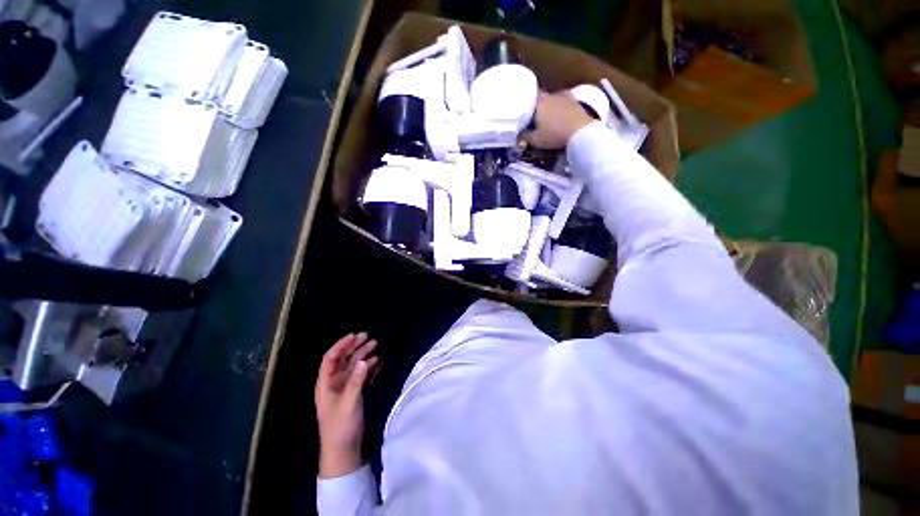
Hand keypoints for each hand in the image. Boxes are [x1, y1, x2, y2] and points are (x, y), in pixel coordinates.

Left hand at [315, 332, 379, 477]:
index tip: (355, 335)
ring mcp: (344, 388)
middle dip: (355, 347)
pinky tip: (378, 362)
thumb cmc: (341, 426)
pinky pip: (361, 376)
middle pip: (344, 360)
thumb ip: (356, 381)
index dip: (342, 345)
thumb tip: (364, 360)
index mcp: (325, 383)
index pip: (331, 358)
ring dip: (364, 356)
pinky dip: (369, 368)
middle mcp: (334, 383)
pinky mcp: (354, 394)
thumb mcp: (349, 402)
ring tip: (376, 346)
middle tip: (369, 337)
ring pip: (354, 366)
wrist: (343, 450)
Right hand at [524, 91, 595, 148]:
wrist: (580, 131)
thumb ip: (524, 137)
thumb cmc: (554, 135)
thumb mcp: (536, 140)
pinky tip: (559, 107)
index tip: (520, 109)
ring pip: (551, 97)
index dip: (523, 102)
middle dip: (535, 103)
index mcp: (538, 103)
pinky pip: (563, 98)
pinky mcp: (573, 100)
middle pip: (539, 96)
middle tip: (532, 114)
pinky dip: (560, 102)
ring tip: (545, 113)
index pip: (527, 96)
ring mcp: (562, 96)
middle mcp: (549, 96)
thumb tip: (517, 135)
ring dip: (547, 103)